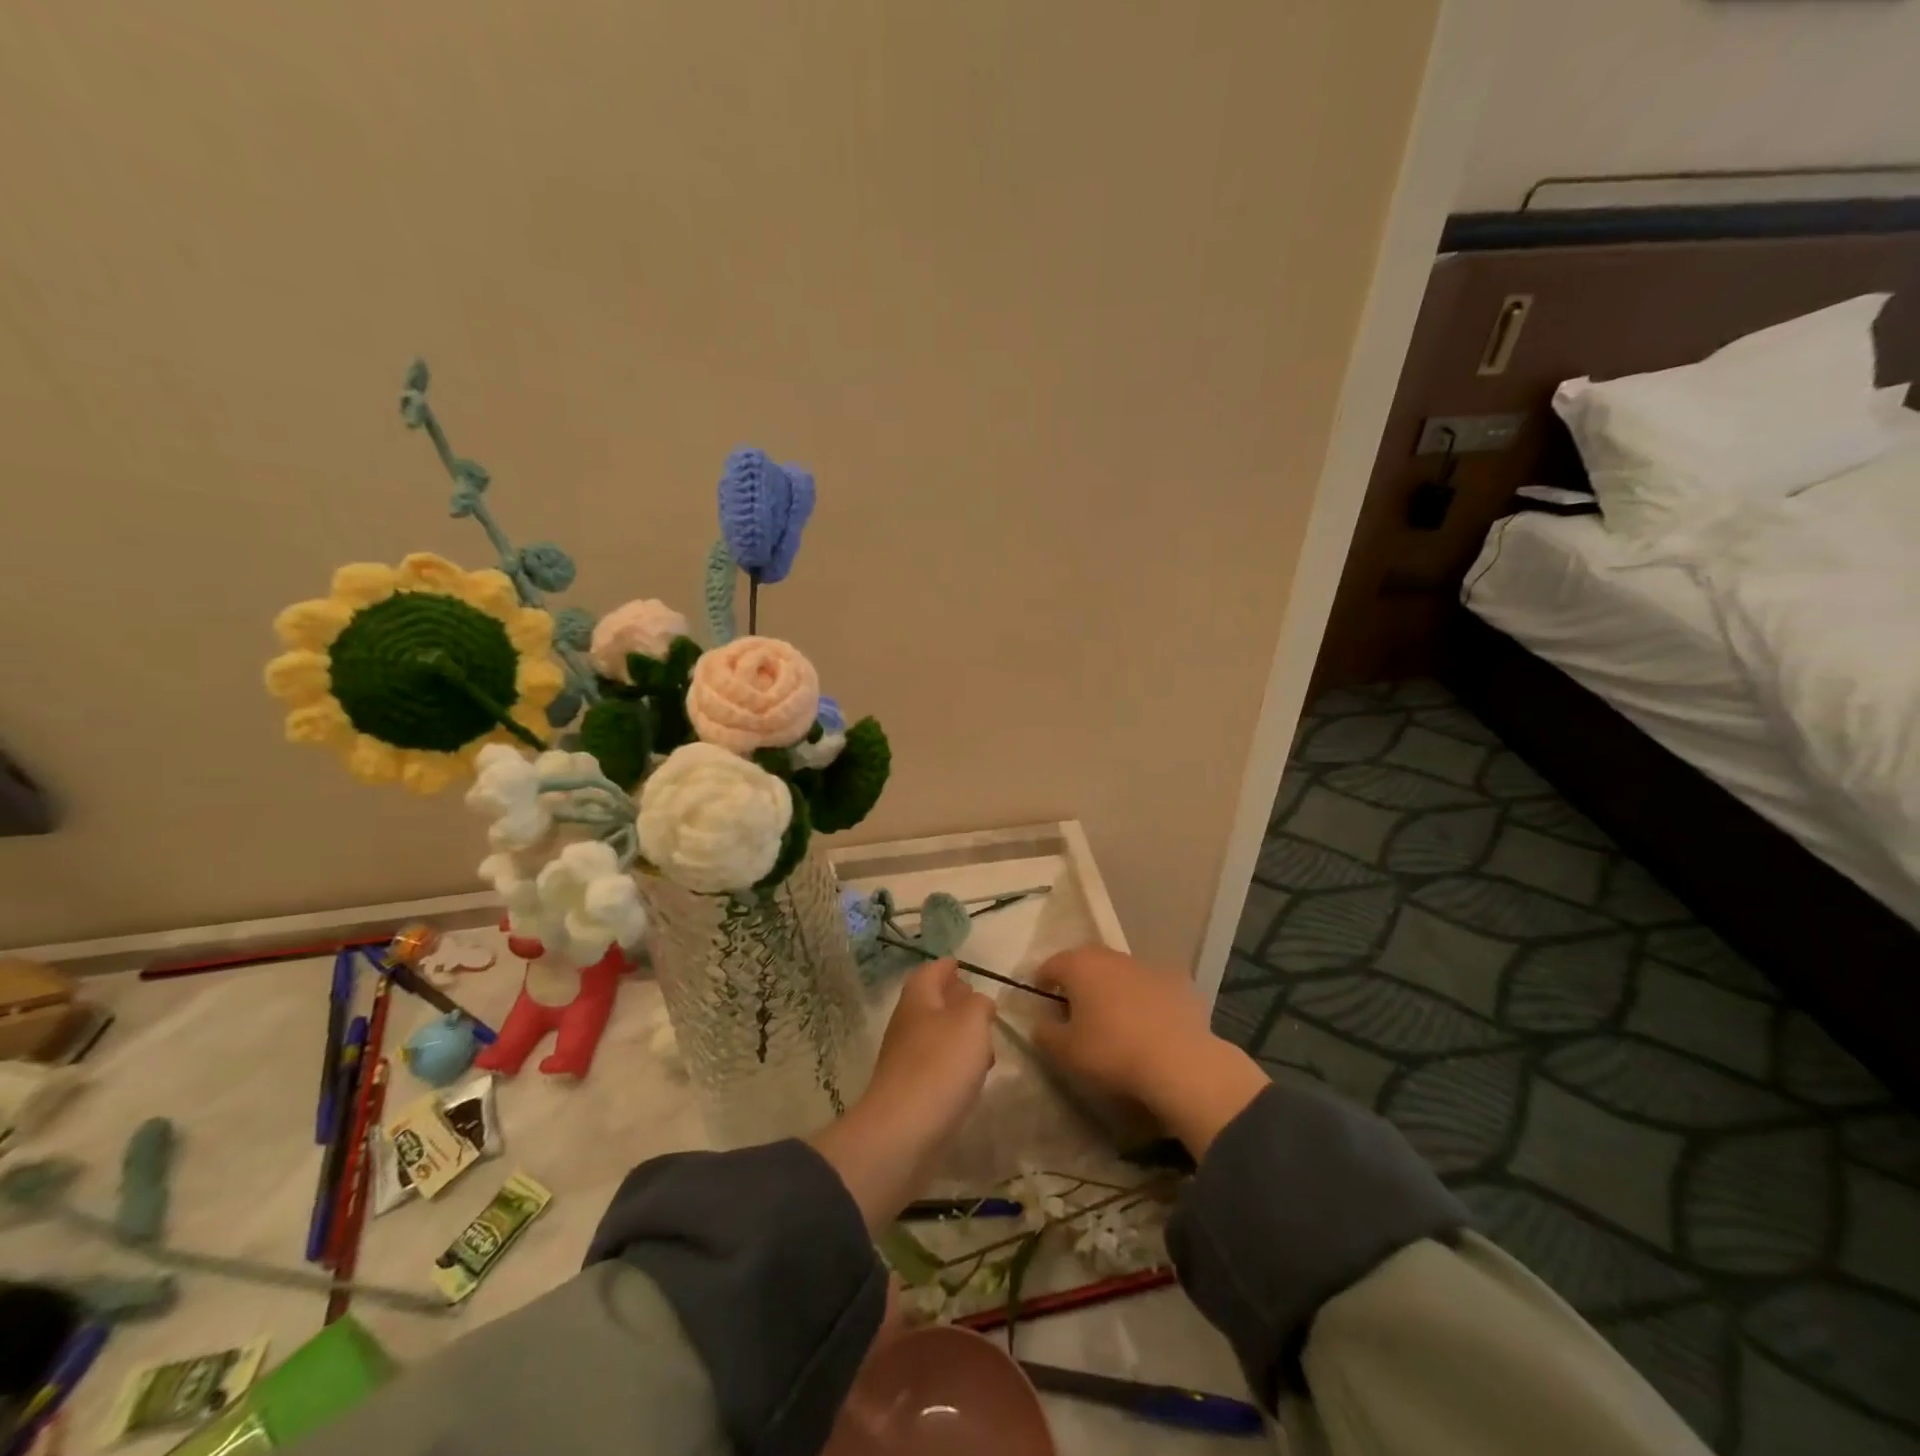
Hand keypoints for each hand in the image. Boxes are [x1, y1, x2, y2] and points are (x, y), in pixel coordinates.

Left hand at [810, 959, 995, 1228]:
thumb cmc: (940, 1065)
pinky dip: (954, 1062)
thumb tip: (978, 1002)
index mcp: (918, 998)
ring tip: (985, 1040)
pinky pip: (935, 1065)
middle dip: (954, 999)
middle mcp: (907, 1023)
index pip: (931, 971)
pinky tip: (972, 1075)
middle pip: (931, 1002)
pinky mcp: (910, 1090)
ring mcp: (905, 1058)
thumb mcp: (972, 1023)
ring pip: (935, 1034)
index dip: (947, 965)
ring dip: (958, 1033)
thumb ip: (980, 1005)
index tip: (962, 963)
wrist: (902, 1132)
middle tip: (979, 1001)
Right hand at [1032, 944, 1268, 1156]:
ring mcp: (1149, 966)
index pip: (1052, 964)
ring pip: (1122, 971)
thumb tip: (1040, 1023)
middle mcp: (1113, 956)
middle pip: (1088, 961)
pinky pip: (1154, 986)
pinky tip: (1152, 1023)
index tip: (1042, 997)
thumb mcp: (1065, 1052)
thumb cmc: (1112, 1052)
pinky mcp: (1180, 981)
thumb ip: (1045, 1033)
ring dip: (1115, 987)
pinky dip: (1148, 998)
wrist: (1179, 1062)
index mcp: (1080, 966)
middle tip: (1077, 1006)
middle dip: (1080, 979)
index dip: (1043, 980)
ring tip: (1116, 1017)